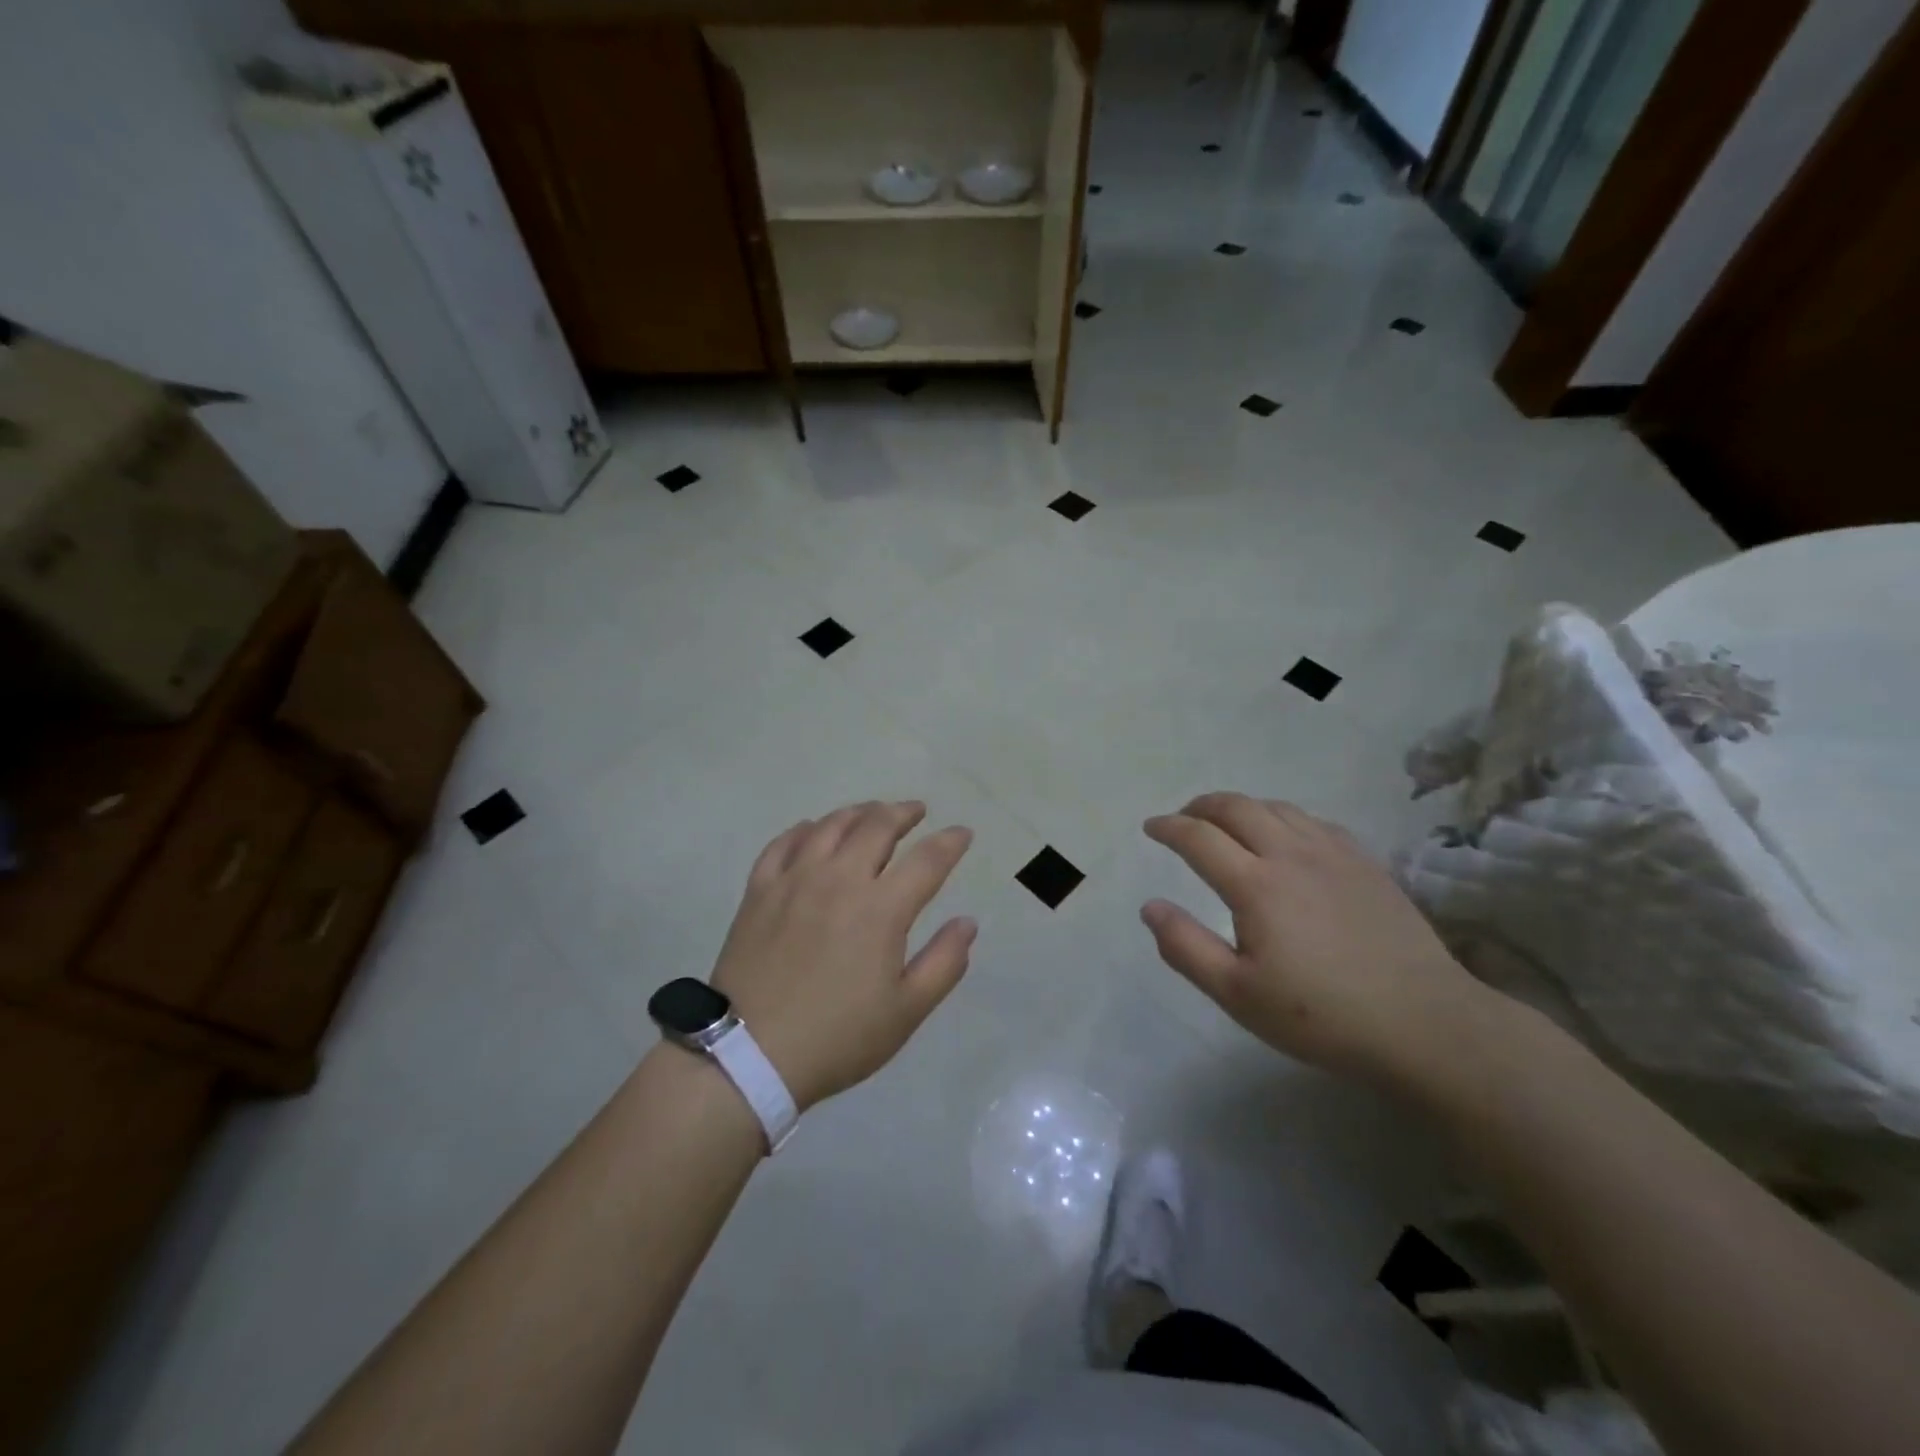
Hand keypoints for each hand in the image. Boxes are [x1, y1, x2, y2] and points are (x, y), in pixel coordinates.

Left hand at [708, 801, 975, 1111]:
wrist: (749, 1054)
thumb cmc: (837, 1037)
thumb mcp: (906, 1011)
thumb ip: (944, 962)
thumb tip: (968, 922)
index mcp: (881, 908)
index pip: (927, 860)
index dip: (950, 842)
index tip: (962, 833)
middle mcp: (839, 879)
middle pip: (877, 826)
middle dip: (903, 812)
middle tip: (917, 811)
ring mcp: (794, 880)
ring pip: (830, 826)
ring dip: (858, 812)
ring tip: (872, 812)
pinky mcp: (760, 890)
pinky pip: (783, 843)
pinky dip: (804, 829)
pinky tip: (812, 830)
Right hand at [1141, 793, 1489, 1085]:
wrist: (1424, 1023)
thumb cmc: (1320, 1015)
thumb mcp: (1237, 994)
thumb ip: (1185, 947)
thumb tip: (1150, 906)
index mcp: (1255, 885)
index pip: (1199, 838)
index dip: (1169, 828)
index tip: (1151, 828)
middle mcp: (1291, 854)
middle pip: (1237, 808)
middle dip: (1201, 806)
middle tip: (1183, 818)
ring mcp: (1333, 854)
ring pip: (1277, 808)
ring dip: (1241, 807)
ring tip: (1227, 822)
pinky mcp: (1365, 863)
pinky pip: (1314, 821)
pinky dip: (1284, 817)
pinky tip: (1285, 835)